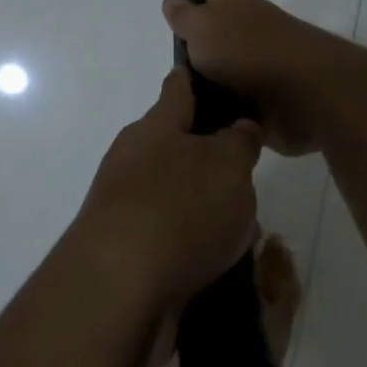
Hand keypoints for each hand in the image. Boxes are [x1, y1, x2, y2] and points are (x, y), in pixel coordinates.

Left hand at [73, 68, 262, 311]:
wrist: (118, 289)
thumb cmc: (178, 209)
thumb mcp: (227, 165)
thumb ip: (238, 142)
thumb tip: (238, 127)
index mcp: (155, 127)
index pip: (177, 88)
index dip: (197, 79)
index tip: (216, 76)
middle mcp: (133, 159)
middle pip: (174, 144)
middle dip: (209, 155)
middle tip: (249, 170)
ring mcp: (124, 205)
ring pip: (175, 194)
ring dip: (205, 206)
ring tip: (247, 226)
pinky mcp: (125, 249)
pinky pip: (170, 236)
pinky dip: (195, 244)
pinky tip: (223, 262)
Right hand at [162, 0, 343, 153]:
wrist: (306, 93)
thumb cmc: (247, 51)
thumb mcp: (203, 28)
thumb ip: (185, 16)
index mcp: (232, 4)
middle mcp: (249, 27)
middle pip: (222, 20)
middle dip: (205, 23)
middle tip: (179, 38)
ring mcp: (263, 62)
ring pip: (231, 59)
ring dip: (215, 67)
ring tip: (186, 84)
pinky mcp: (270, 96)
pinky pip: (240, 94)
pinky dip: (227, 100)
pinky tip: (208, 112)